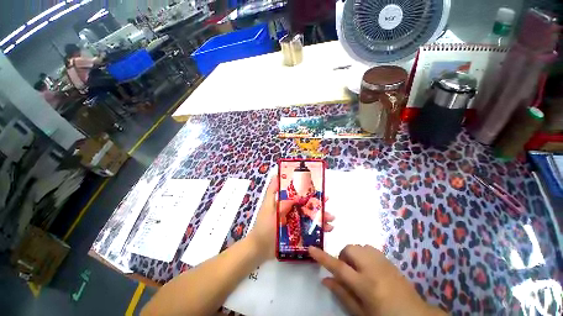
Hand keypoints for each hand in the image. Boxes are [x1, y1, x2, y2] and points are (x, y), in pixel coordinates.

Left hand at [249, 176, 333, 260]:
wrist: (260, 249)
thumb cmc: (264, 227)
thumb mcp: (269, 210)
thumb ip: (278, 199)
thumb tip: (287, 186)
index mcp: (282, 201)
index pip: (293, 190)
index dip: (301, 185)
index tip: (312, 182)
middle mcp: (289, 209)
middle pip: (305, 203)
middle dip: (316, 201)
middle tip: (328, 200)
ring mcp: (294, 220)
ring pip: (309, 214)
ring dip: (320, 215)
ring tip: (331, 218)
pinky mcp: (297, 230)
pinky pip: (309, 227)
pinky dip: (318, 228)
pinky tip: (328, 229)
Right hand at [309, 245, 445, 315]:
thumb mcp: (361, 313)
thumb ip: (342, 294)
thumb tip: (325, 280)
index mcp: (366, 285)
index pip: (339, 267)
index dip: (323, 257)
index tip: (311, 248)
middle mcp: (374, 268)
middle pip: (350, 250)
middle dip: (344, 257)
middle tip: (348, 272)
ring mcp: (383, 262)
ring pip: (359, 246)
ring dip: (353, 255)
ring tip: (359, 271)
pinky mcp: (389, 260)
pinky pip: (369, 248)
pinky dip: (363, 254)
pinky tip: (369, 268)